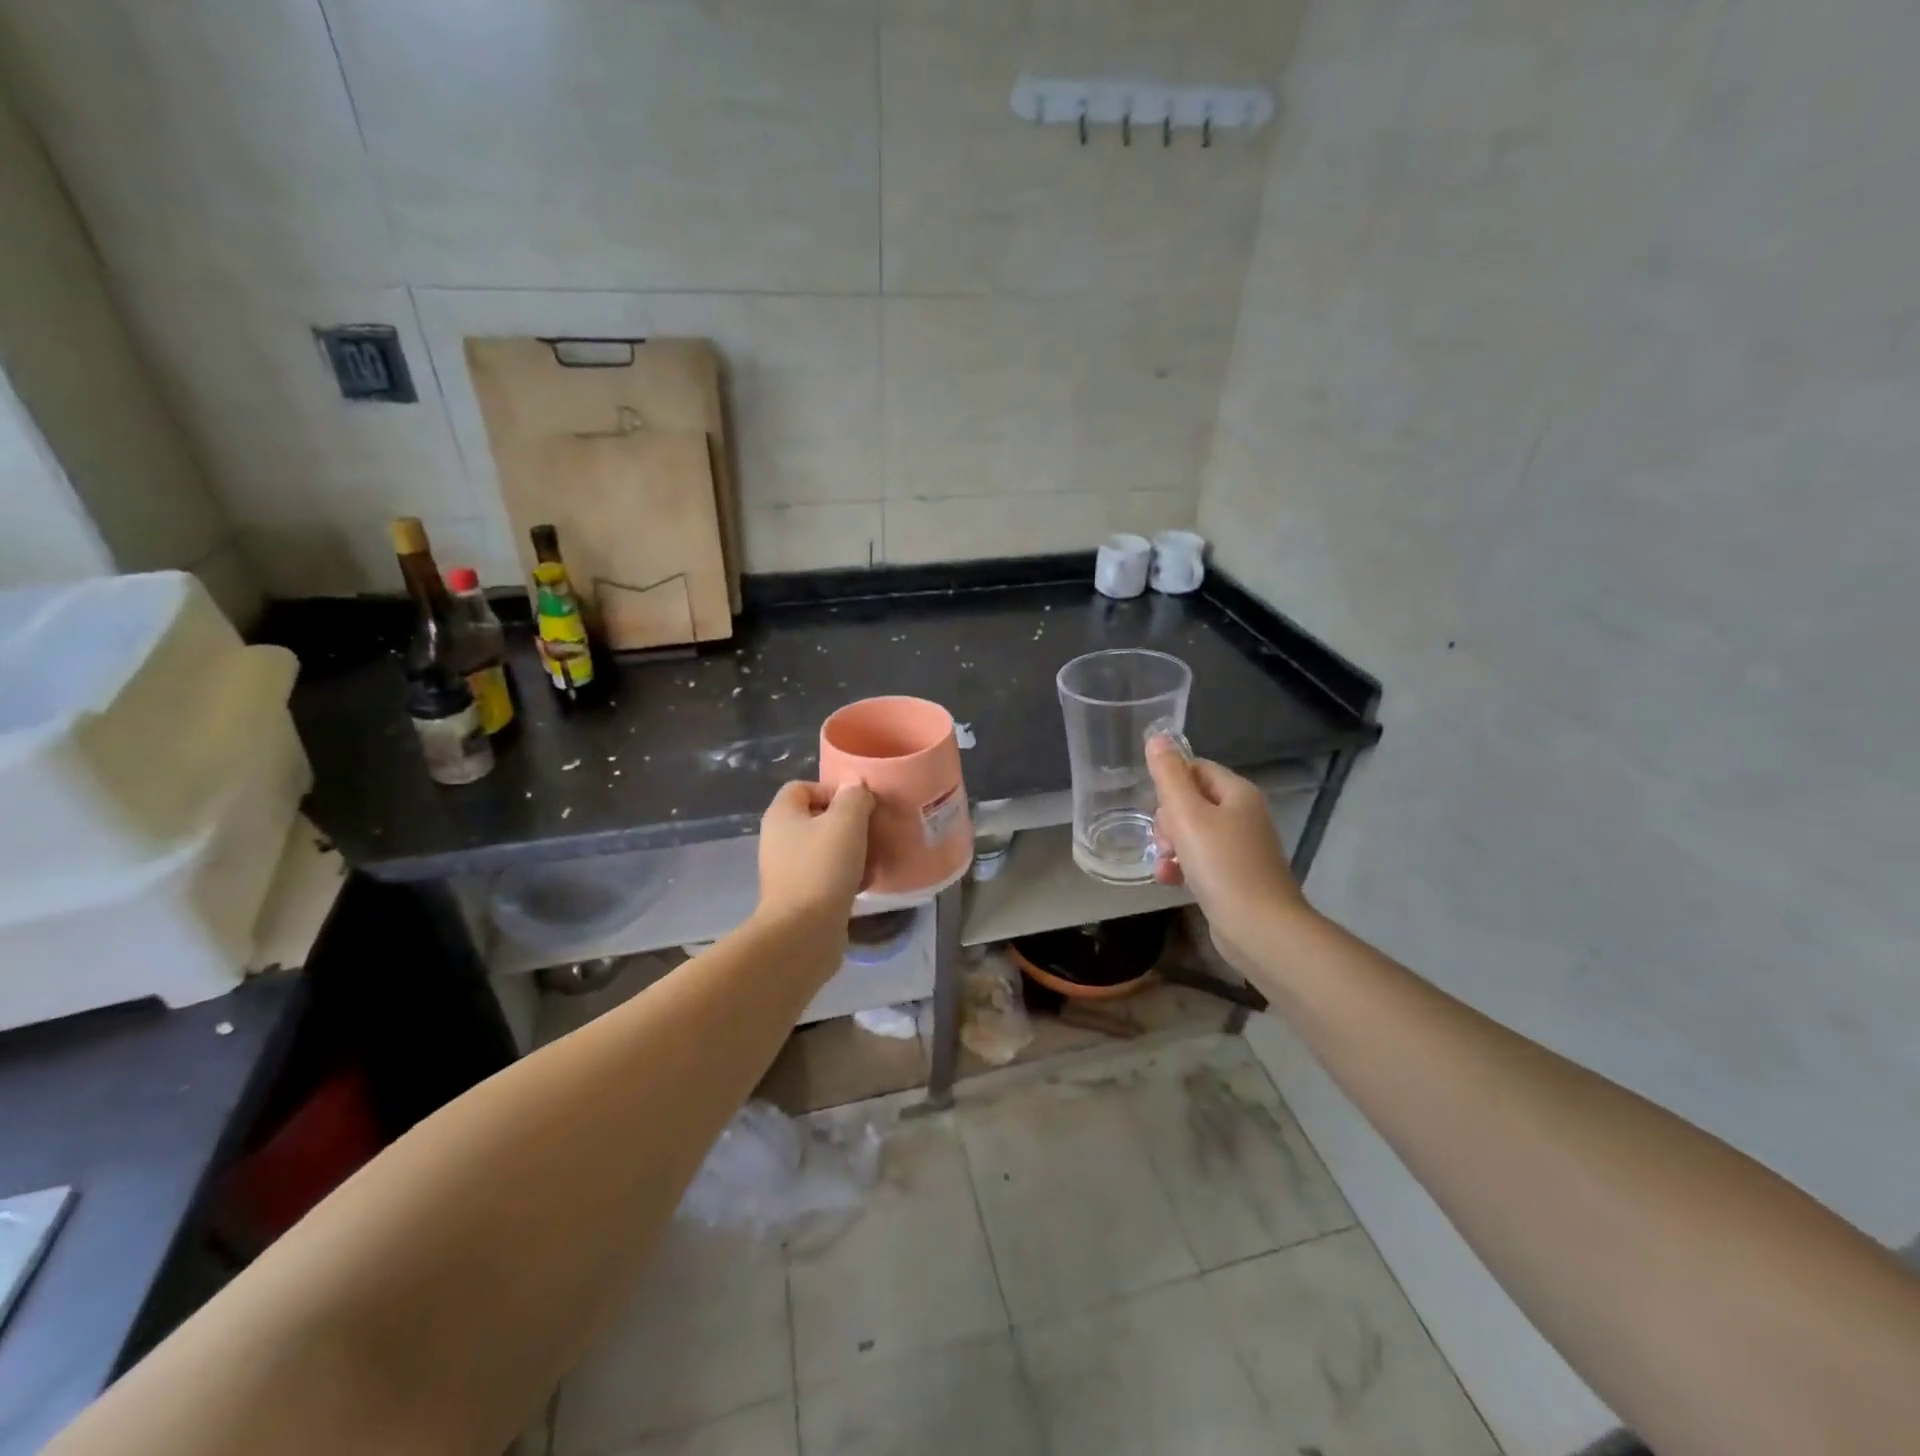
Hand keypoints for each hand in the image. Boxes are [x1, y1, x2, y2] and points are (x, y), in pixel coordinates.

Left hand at [757, 780, 874, 923]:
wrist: (803, 932)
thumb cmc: (823, 868)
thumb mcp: (846, 822)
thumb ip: (854, 797)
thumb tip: (855, 787)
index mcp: (782, 815)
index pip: (803, 786)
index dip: (832, 790)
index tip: (859, 806)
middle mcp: (778, 839)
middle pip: (816, 818)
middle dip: (847, 823)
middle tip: (871, 831)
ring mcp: (786, 870)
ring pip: (823, 848)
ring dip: (850, 851)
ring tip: (872, 858)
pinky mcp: (798, 896)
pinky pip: (824, 875)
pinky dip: (844, 876)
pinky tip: (864, 883)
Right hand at [1147, 736, 1308, 968]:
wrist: (1259, 928)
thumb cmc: (1222, 865)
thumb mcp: (1187, 815)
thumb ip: (1169, 776)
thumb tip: (1157, 737)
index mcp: (1238, 793)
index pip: (1196, 769)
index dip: (1170, 784)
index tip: (1158, 807)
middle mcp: (1244, 815)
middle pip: (1192, 801)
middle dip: (1168, 819)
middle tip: (1166, 840)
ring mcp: (1241, 848)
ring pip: (1192, 833)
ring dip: (1171, 845)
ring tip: (1164, 863)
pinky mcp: (1235, 877)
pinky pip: (1200, 860)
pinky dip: (1182, 867)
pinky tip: (1169, 880)